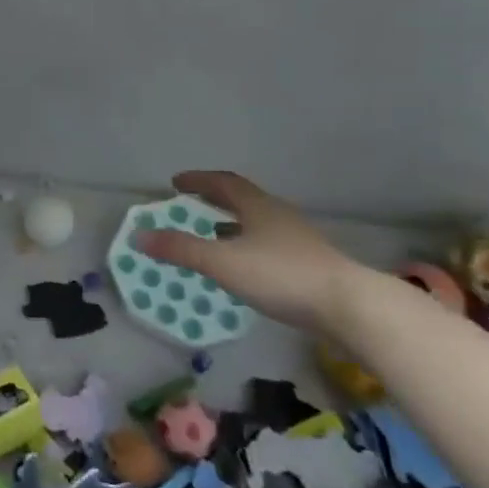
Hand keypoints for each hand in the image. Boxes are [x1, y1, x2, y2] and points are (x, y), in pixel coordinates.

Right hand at [132, 170, 367, 334]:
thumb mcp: (222, 262)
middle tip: (192, 202)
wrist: (349, 307)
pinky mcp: (309, 265)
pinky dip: (248, 245)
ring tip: (213, 233)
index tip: (176, 182)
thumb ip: (181, 249)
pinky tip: (244, 266)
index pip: (223, 183)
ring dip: (233, 223)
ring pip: (258, 223)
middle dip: (215, 199)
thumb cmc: (281, 276)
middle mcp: (278, 216)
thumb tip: (139, 235)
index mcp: (258, 207)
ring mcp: (298, 240)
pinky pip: (269, 244)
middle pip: (243, 199)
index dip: (198, 180)